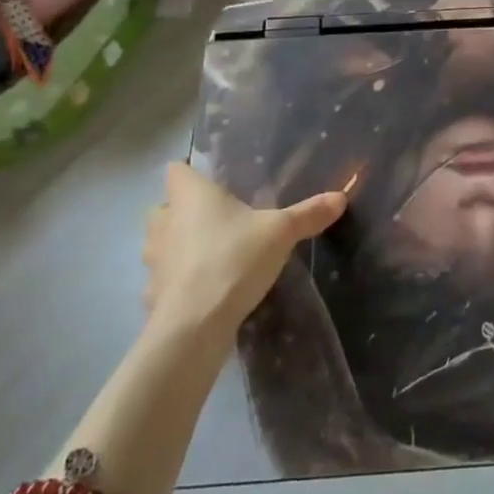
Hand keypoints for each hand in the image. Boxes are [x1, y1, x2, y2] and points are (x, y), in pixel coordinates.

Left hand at [142, 163, 345, 334]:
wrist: (196, 324)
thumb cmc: (234, 259)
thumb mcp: (281, 232)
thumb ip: (308, 213)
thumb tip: (341, 196)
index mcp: (190, 195)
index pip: (176, 170)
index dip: (191, 173)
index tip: (215, 184)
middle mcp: (164, 221)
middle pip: (166, 206)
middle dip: (185, 212)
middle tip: (221, 220)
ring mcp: (153, 259)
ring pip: (162, 243)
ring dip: (180, 247)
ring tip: (214, 256)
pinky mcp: (152, 294)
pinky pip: (165, 280)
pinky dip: (180, 283)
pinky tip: (204, 292)